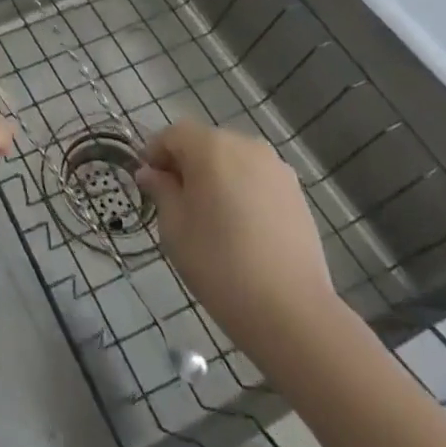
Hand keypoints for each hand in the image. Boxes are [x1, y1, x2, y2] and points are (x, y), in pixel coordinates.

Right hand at [136, 121, 335, 343]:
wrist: (291, 311)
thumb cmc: (218, 262)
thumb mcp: (174, 226)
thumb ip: (160, 190)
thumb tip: (150, 173)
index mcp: (210, 146)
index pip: (173, 134)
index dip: (155, 154)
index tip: (148, 184)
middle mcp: (246, 146)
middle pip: (205, 143)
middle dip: (187, 164)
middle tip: (176, 201)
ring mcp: (277, 169)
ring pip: (233, 161)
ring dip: (216, 177)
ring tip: (211, 216)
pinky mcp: (297, 195)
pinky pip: (257, 180)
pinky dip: (243, 191)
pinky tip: (241, 228)